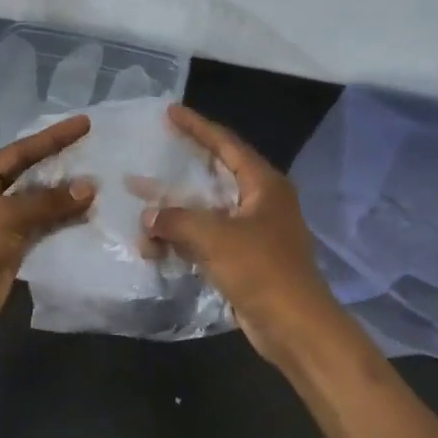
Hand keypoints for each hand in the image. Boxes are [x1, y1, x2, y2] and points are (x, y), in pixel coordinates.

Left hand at [0, 114, 95, 349]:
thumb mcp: (3, 218)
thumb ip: (47, 201)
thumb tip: (89, 188)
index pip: (19, 152)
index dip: (53, 138)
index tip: (85, 124)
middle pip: (30, 176)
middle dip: (62, 167)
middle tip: (98, 153)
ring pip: (40, 205)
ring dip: (66, 198)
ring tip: (102, 185)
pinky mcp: (12, 251)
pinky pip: (43, 230)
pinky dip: (64, 223)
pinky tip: (89, 217)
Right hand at [144, 105, 344, 363]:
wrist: (295, 326)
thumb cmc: (261, 270)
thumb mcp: (215, 238)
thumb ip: (177, 220)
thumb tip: (149, 217)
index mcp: (264, 183)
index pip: (226, 143)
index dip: (197, 126)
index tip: (170, 111)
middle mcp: (261, 201)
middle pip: (216, 174)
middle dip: (182, 168)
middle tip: (153, 152)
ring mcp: (255, 231)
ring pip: (209, 210)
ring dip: (177, 211)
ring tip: (142, 206)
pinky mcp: (246, 258)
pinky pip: (209, 238)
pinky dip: (185, 239)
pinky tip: (157, 245)